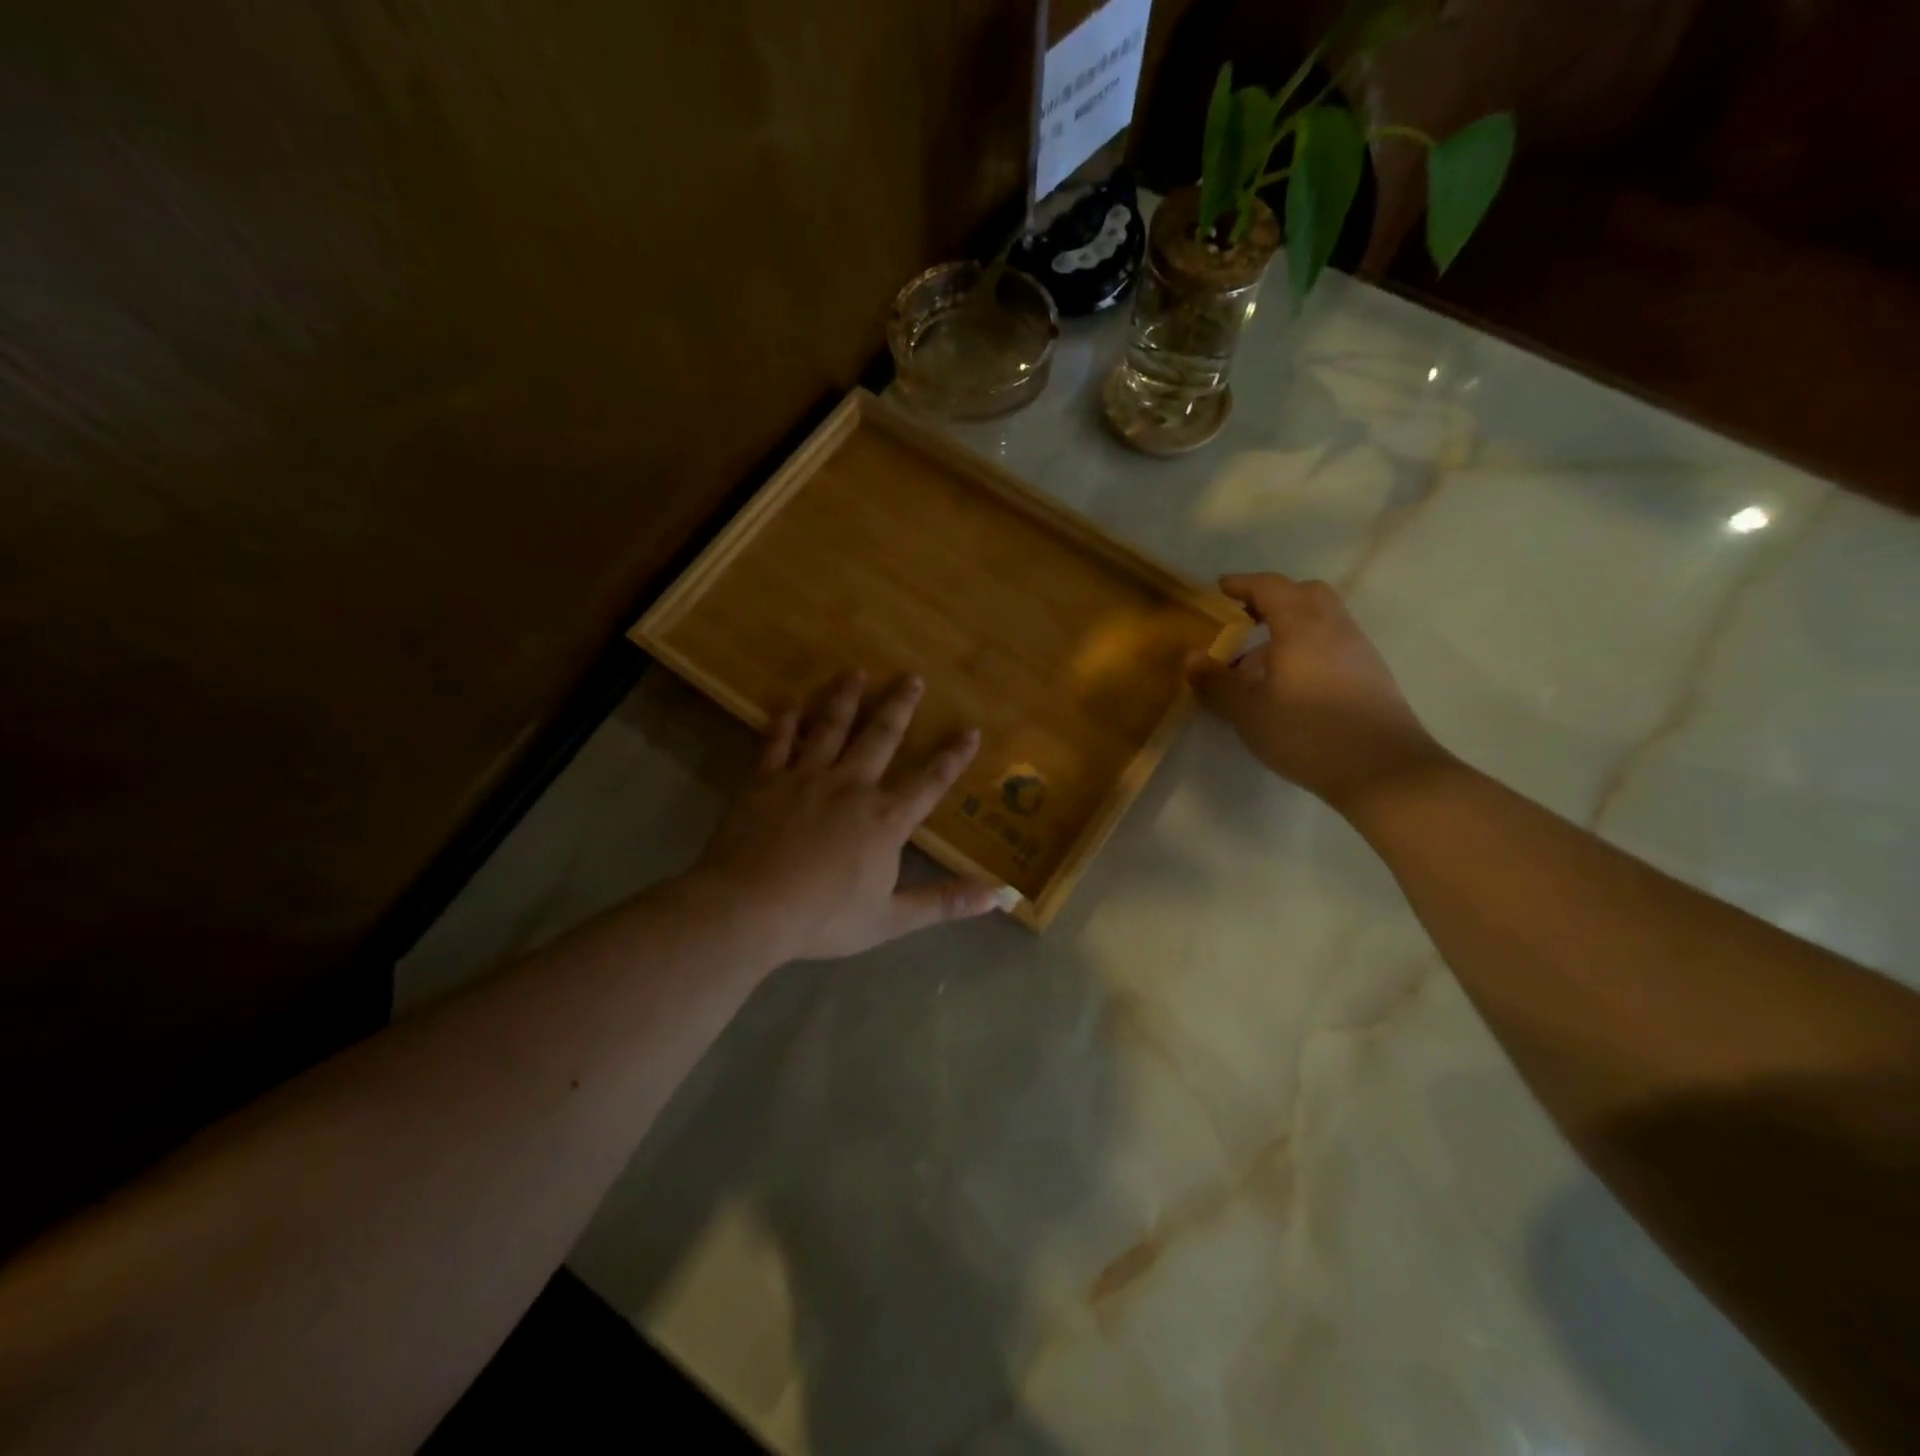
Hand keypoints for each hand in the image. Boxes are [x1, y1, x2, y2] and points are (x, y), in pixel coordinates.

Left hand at [689, 670, 1013, 961]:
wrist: (750, 908)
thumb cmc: (824, 918)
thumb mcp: (891, 919)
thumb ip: (943, 902)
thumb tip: (997, 897)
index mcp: (885, 819)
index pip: (930, 782)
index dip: (953, 756)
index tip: (970, 729)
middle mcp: (851, 786)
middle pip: (880, 737)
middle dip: (900, 706)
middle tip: (912, 677)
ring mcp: (806, 777)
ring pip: (830, 727)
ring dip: (846, 697)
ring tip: (856, 672)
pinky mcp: (766, 779)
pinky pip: (778, 741)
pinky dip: (786, 721)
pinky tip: (790, 704)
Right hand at [1188, 574, 1450, 813]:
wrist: (1383, 770)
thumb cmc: (1306, 731)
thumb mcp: (1247, 711)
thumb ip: (1216, 682)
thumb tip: (1191, 658)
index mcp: (1301, 626)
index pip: (1270, 587)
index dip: (1243, 584)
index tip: (1220, 588)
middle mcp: (1334, 628)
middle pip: (1305, 594)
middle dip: (1272, 599)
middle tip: (1244, 619)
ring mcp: (1358, 651)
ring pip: (1321, 621)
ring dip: (1289, 629)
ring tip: (1259, 664)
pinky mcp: (1370, 676)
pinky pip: (1332, 645)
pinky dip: (1306, 649)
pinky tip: (1289, 685)